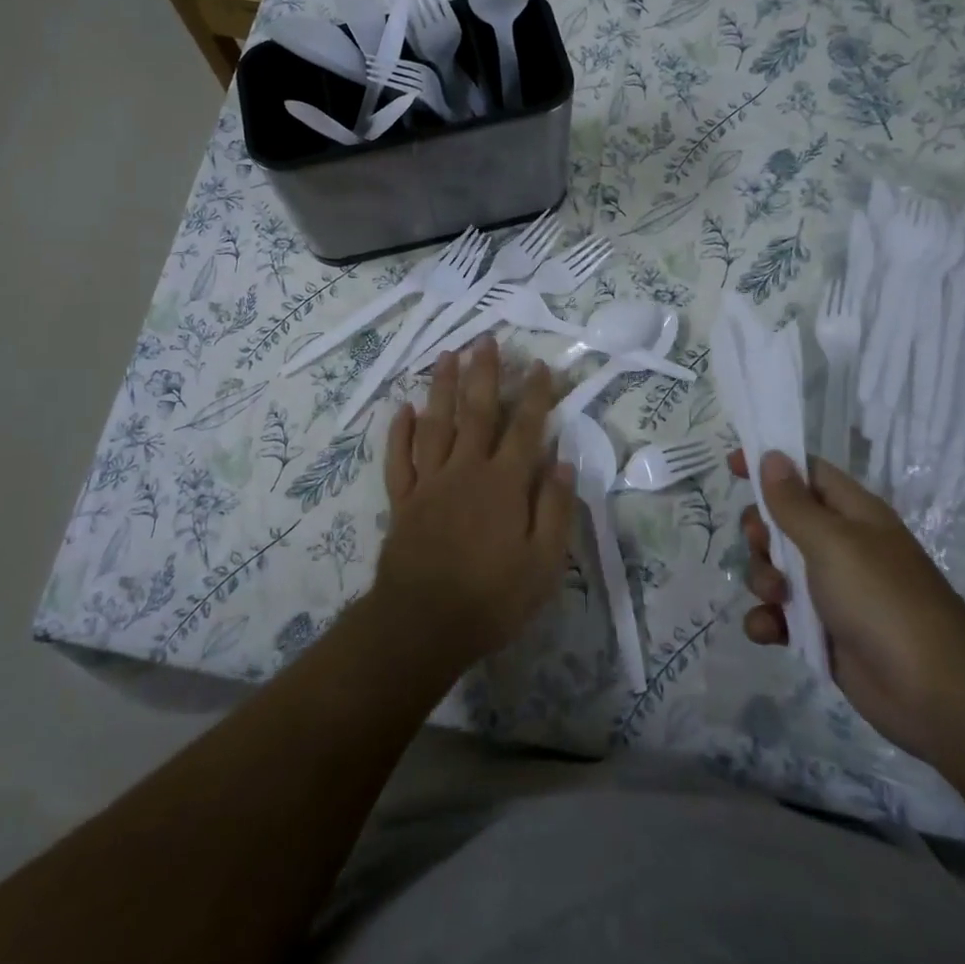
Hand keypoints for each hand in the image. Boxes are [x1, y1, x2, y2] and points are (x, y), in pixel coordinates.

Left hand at [376, 337, 575, 669]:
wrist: (423, 624)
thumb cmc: (492, 597)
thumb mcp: (543, 564)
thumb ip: (556, 510)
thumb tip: (565, 462)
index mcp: (504, 484)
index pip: (525, 428)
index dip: (534, 395)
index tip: (539, 365)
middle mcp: (466, 470)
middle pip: (476, 411)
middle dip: (483, 373)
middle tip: (485, 339)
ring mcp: (430, 481)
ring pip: (435, 423)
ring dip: (441, 387)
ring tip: (446, 355)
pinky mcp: (403, 499)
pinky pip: (399, 457)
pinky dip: (400, 431)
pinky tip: (402, 408)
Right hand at [732, 449, 964, 760]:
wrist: (934, 693)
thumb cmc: (882, 599)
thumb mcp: (833, 542)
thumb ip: (794, 503)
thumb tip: (772, 457)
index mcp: (851, 514)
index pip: (805, 472)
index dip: (770, 465)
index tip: (731, 465)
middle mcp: (839, 547)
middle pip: (780, 521)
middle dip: (760, 533)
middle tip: (763, 546)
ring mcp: (829, 591)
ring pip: (774, 568)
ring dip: (762, 579)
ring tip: (776, 598)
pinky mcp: (820, 632)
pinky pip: (777, 615)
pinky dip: (767, 620)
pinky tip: (769, 631)